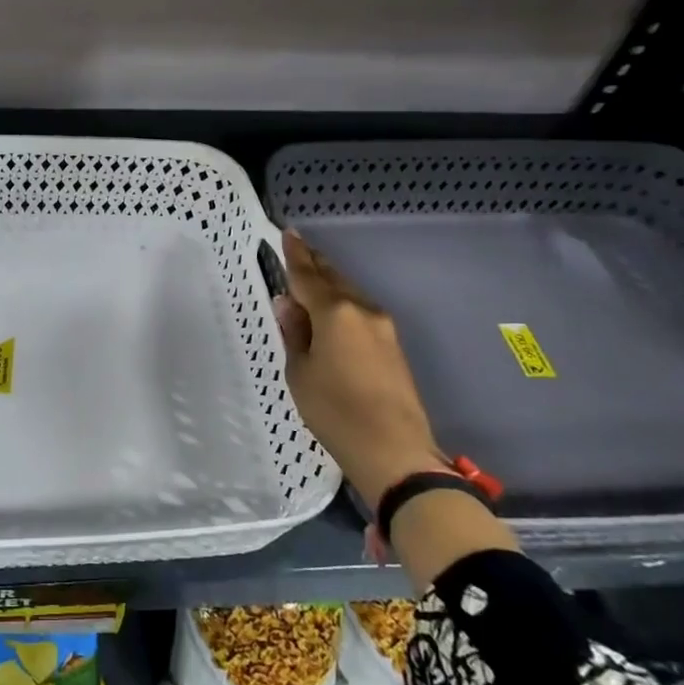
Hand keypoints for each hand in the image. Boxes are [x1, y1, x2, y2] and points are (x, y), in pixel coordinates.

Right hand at [272, 230, 517, 587]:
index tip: (288, 233)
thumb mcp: (300, 372)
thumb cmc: (335, 411)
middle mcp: (362, 311)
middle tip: (298, 250)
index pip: (308, 275)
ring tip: (311, 280)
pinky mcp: (393, 346)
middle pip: (334, 278)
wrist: (395, 451)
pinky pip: (361, 312)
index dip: (295, 254)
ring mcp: (383, 328)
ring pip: (350, 294)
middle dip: (315, 264)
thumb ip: (294, 333)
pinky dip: (343, 305)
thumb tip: (287, 304)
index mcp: (335, 312)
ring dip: (330, 285)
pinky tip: (332, 313)